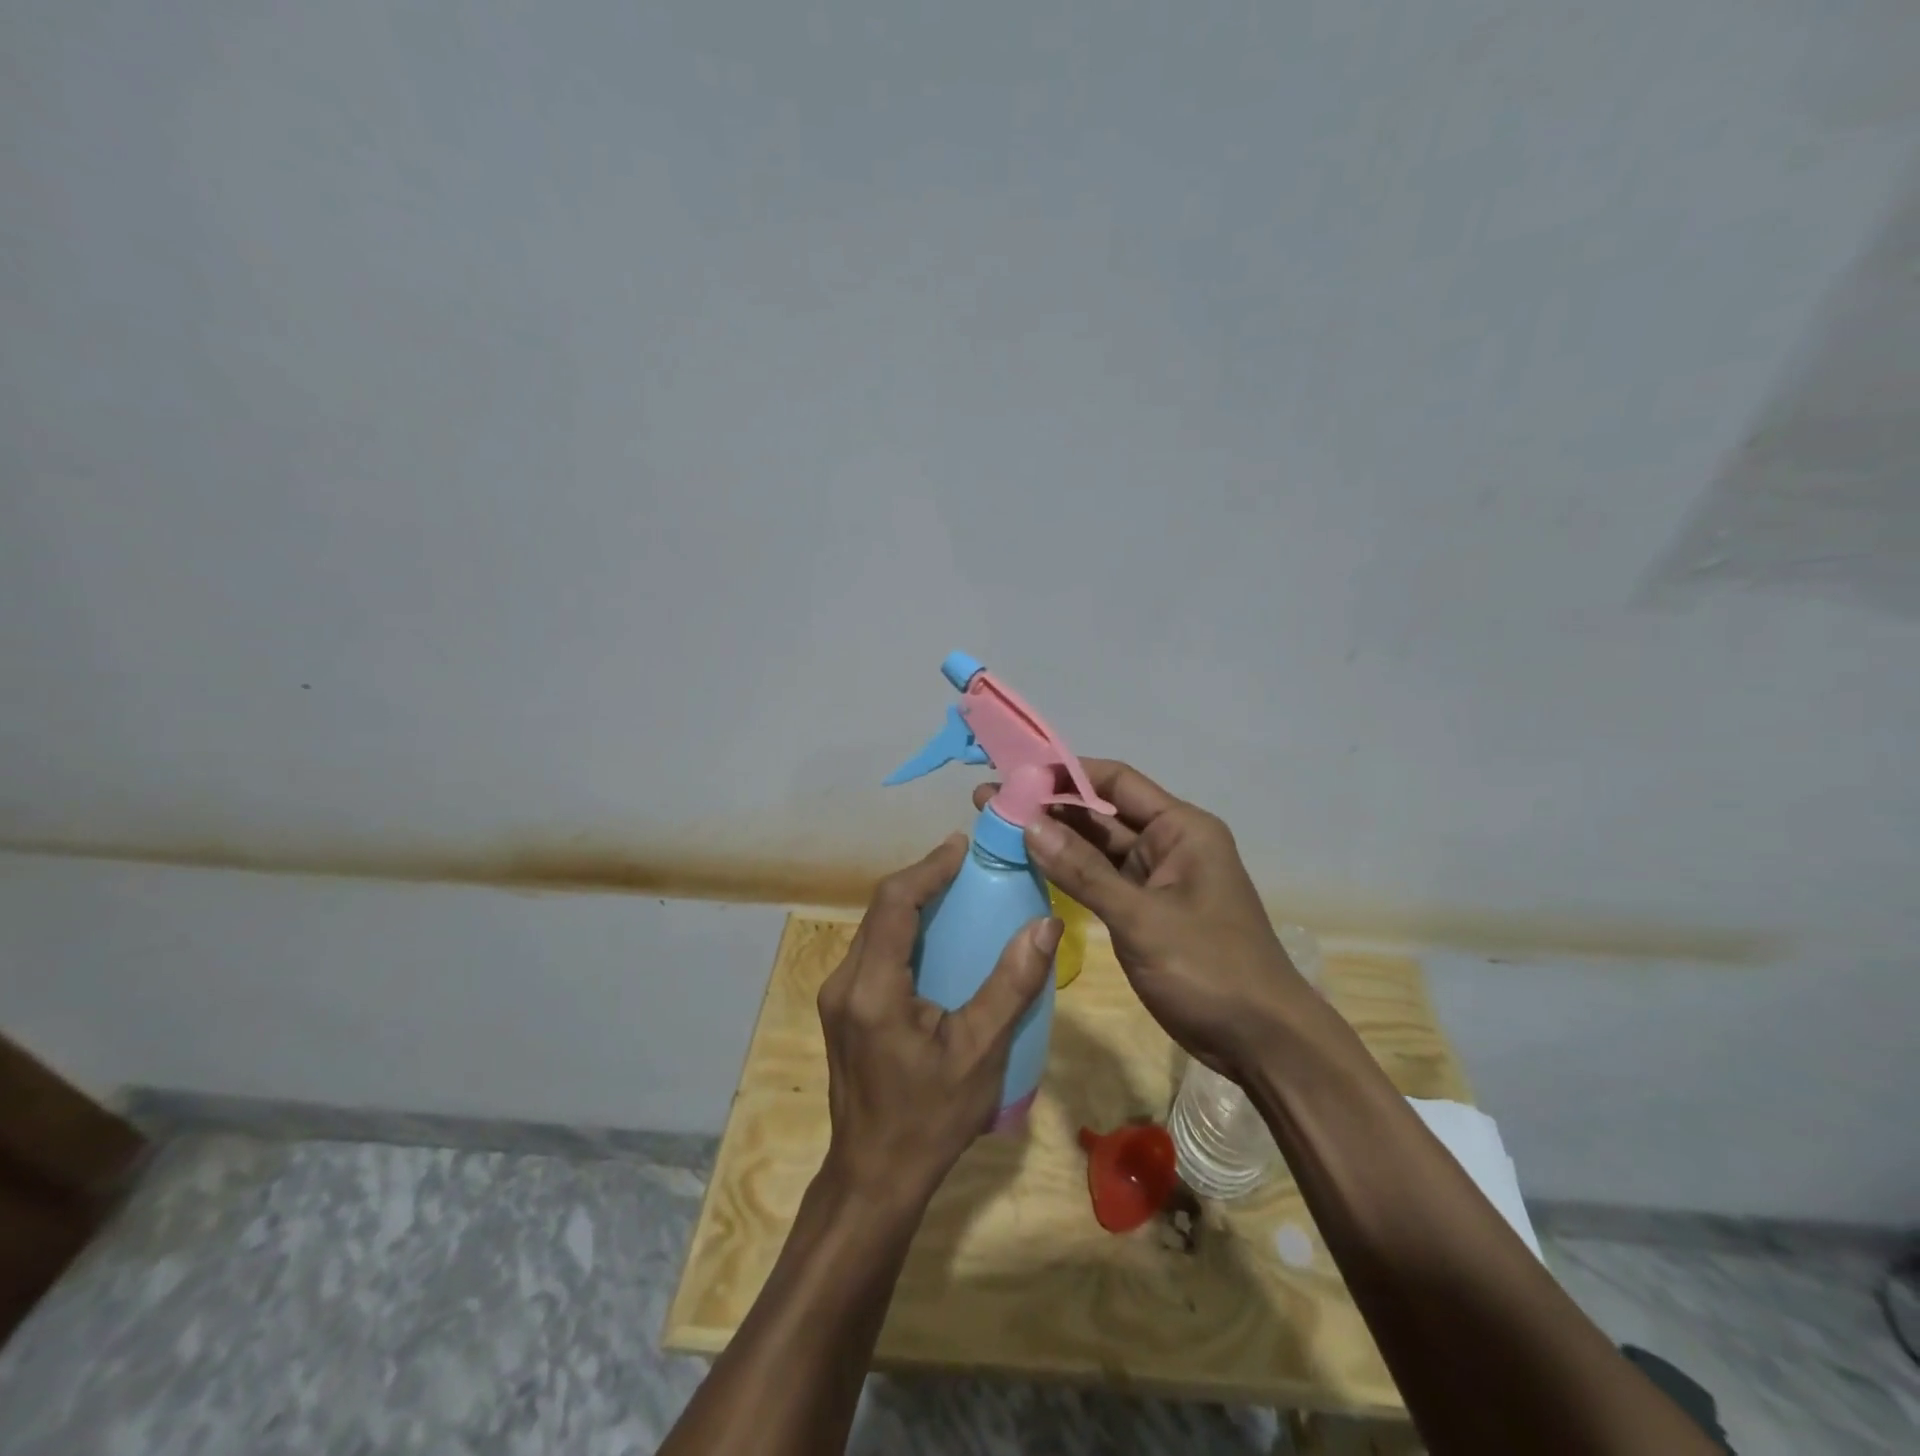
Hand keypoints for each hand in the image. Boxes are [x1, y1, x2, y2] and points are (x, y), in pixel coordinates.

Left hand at [817, 835, 1060, 1208]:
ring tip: (956, 891)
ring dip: (911, 903)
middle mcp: (845, 982)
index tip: (962, 846)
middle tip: (967, 865)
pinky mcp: (843, 1008)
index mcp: (872, 989)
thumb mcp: (980, 1054)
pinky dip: (904, 931)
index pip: (894, 903)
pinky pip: (873, 950)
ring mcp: (837, 996)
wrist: (874, 1177)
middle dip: (922, 879)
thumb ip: (1011, 985)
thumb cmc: (930, 1120)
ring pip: (874, 928)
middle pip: (880, 910)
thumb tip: (1045, 924)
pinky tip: (936, 939)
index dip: (928, 867)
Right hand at [974, 760, 1316, 1083]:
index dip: (1065, 772)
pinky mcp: (1145, 911)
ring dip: (1053, 839)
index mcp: (1181, 829)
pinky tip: (1029, 865)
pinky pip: (1100, 880)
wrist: (1262, 1042)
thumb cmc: (1210, 969)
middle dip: (1049, 806)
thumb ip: (1083, 872)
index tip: (1015, 772)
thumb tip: (1028, 825)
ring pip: (1097, 848)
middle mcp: (1168, 844)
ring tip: (997, 826)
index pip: (1116, 781)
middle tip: (989, 800)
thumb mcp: (1142, 919)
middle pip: (1101, 813)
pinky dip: (1068, 872)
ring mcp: (1156, 879)